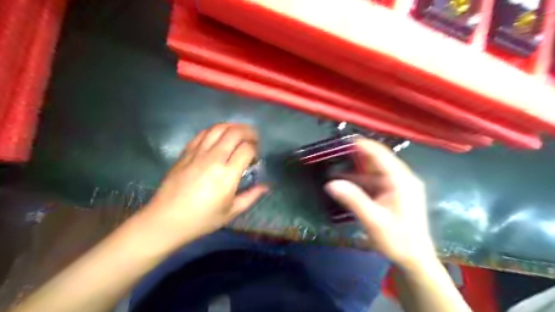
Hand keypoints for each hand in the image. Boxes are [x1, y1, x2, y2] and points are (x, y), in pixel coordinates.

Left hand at [144, 124, 267, 243]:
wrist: (166, 219)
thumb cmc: (202, 219)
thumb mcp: (231, 212)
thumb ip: (251, 196)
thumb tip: (266, 186)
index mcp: (227, 175)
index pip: (247, 149)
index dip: (255, 149)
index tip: (255, 157)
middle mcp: (213, 159)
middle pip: (235, 133)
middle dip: (248, 132)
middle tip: (253, 138)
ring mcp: (198, 153)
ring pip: (218, 128)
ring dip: (233, 127)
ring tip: (239, 132)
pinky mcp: (186, 152)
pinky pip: (203, 133)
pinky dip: (215, 130)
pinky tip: (219, 135)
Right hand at [324, 139, 434, 267]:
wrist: (416, 259)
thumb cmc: (398, 240)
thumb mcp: (374, 220)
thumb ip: (353, 199)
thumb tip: (330, 183)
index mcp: (401, 181)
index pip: (381, 154)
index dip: (363, 145)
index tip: (344, 140)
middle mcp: (403, 178)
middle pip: (378, 160)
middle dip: (358, 156)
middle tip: (337, 152)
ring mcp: (400, 185)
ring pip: (376, 171)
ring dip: (358, 169)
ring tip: (337, 166)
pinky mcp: (396, 193)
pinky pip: (377, 181)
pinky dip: (363, 180)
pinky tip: (348, 182)